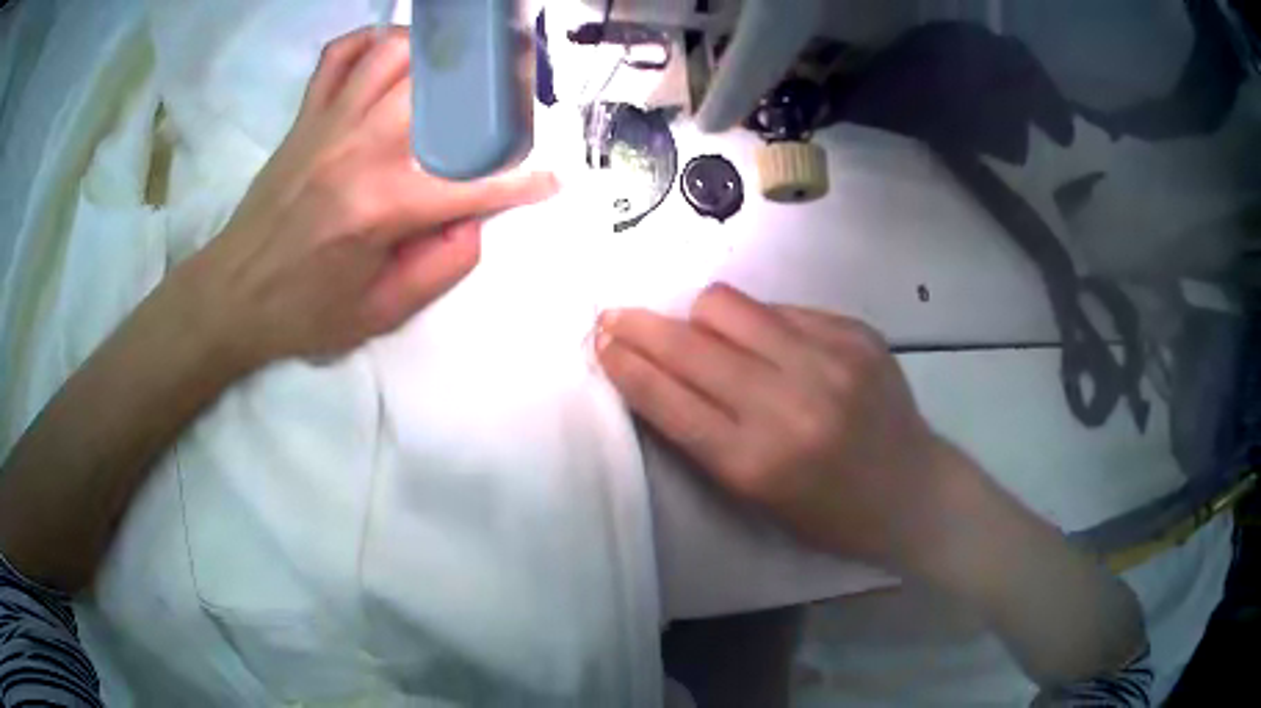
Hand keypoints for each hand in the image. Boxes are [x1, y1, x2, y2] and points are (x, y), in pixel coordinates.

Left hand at [185, 27, 556, 367]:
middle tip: (508, 105)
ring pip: (394, 54)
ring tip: (455, 72)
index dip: (520, 183)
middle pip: (440, 90)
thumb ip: (440, 267)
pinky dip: (370, 43)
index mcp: (381, 207)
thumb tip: (476, 219)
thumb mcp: (379, 313)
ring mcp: (328, 124)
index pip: (472, 183)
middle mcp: (359, 149)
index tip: (550, 180)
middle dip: (489, 90)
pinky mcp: (305, 117)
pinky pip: (338, 56)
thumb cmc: (304, 312)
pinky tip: (391, 55)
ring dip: (435, 54)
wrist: (232, 295)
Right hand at [595, 284, 958, 570]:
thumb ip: (705, 433)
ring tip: (701, 333)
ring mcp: (828, 360)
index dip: (626, 365)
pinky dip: (759, 324)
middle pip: (689, 344)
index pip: (668, 398)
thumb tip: (662, 368)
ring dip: (698, 318)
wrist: (913, 491)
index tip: (601, 342)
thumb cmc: (829, 513)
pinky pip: (780, 309)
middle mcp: (789, 404)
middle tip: (617, 315)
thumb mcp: (756, 496)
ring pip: (729, 307)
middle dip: (641, 326)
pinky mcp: (855, 333)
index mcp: (756, 462)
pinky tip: (770, 345)